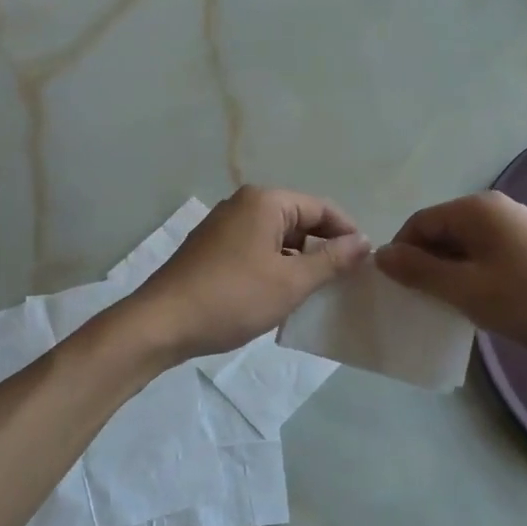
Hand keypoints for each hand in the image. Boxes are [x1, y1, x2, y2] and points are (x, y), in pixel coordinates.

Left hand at [127, 186, 370, 360]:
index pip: (322, 208)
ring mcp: (224, 226)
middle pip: (299, 221)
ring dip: (298, 262)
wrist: (162, 324)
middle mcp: (244, 204)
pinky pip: (256, 250)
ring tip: (316, 293)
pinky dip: (274, 268)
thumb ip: (331, 260)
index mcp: (265, 202)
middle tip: (344, 283)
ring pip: (277, 238)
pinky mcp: (212, 249)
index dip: (347, 234)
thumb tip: (363, 242)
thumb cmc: (233, 298)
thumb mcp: (291, 282)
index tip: (365, 264)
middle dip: (322, 249)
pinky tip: (281, 296)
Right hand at [375, 191, 526, 356]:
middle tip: (425, 302)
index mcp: (476, 208)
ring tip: (453, 306)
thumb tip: (380, 254)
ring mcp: (518, 226)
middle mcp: (496, 208)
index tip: (400, 290)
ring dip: (451, 273)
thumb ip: (419, 271)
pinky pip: (487, 255)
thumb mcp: (465, 289)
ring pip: (465, 246)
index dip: (402, 254)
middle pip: (442, 231)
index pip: (419, 223)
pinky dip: (474, 275)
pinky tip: (482, 302)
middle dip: (426, 265)